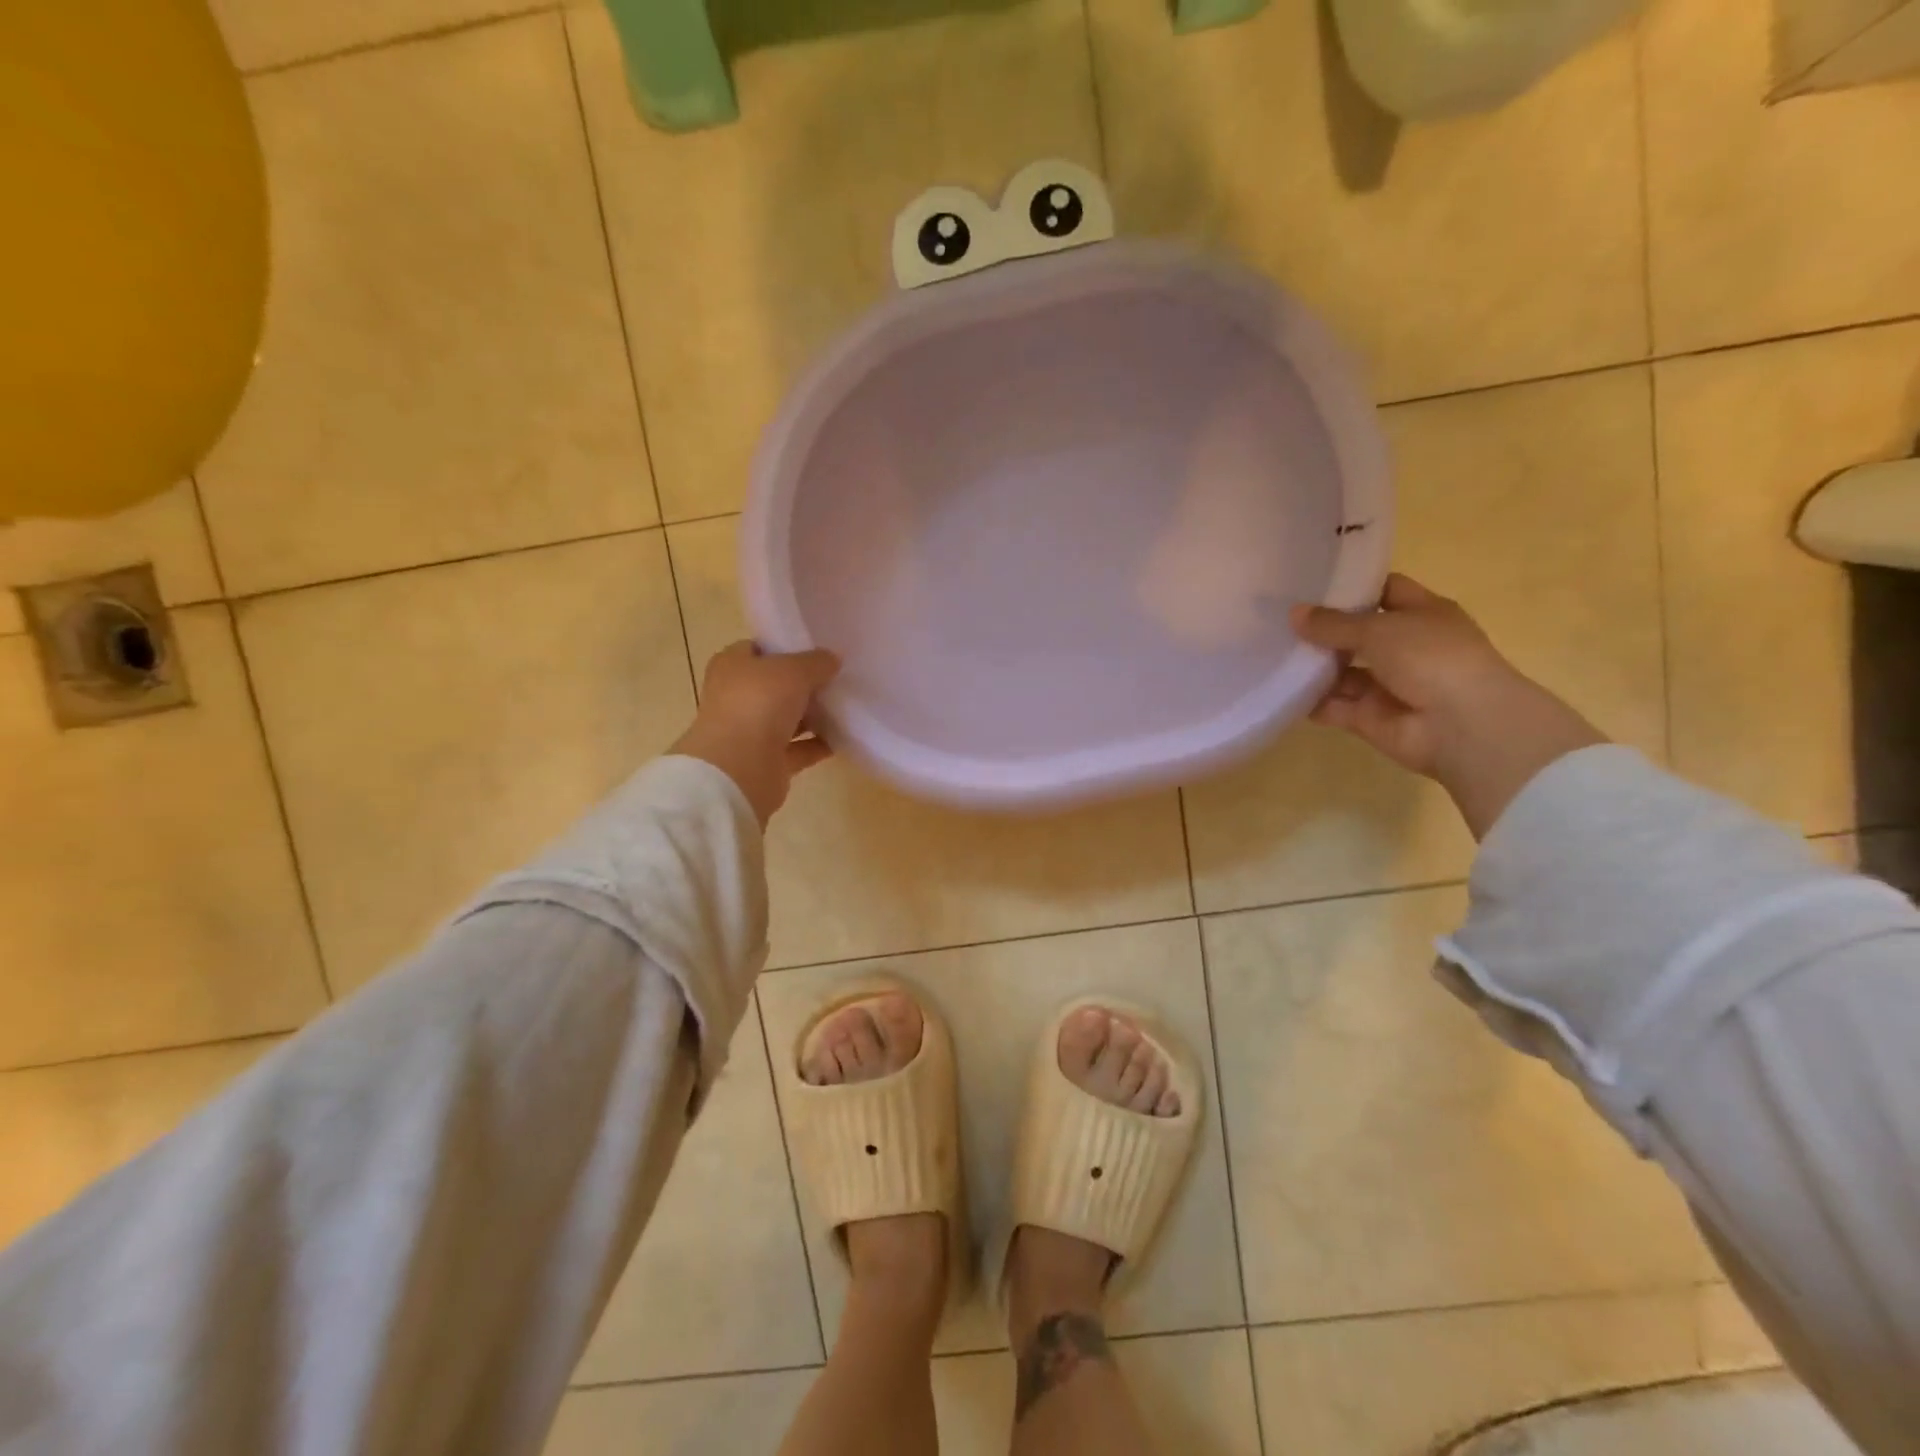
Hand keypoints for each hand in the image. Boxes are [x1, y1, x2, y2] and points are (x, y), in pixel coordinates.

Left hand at [671, 641, 840, 825]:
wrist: (740, 768)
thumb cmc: (759, 704)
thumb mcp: (794, 670)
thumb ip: (816, 662)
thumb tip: (832, 659)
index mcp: (732, 666)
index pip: (758, 649)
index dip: (786, 647)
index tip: (818, 650)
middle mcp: (737, 697)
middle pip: (775, 685)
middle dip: (804, 683)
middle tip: (838, 677)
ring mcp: (750, 731)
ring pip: (787, 718)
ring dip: (813, 714)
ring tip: (846, 705)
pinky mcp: (767, 761)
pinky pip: (799, 749)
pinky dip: (819, 744)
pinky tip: (845, 737)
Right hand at [1291, 574, 1605, 837]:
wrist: (1462, 726)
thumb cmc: (1431, 658)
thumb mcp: (1380, 629)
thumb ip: (1334, 623)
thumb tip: (1294, 613)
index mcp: (1422, 614)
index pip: (1384, 591)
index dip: (1352, 586)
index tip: (1310, 581)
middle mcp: (1405, 647)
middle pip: (1357, 634)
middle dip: (1322, 629)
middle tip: (1277, 619)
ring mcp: (1387, 685)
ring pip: (1342, 672)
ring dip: (1312, 666)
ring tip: (1269, 653)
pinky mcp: (1369, 717)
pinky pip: (1333, 706)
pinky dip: (1310, 701)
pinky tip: (1278, 689)